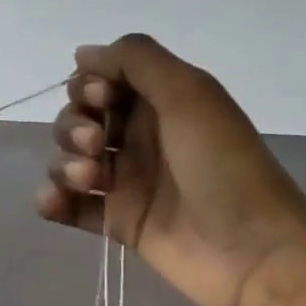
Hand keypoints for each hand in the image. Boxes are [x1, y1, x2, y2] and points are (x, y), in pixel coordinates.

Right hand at [36, 34, 305, 305]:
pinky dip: (53, 200)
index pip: (102, 80)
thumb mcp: (189, 94)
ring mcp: (126, 181)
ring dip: (65, 163)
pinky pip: (69, 205)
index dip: (89, 85)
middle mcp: (140, 137)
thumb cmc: (223, 166)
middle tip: (97, 145)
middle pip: (79, 118)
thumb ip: (136, 60)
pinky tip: (54, 204)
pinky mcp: (116, 222)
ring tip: (90, 180)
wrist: (252, 252)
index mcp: (160, 102)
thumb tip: (82, 53)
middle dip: (74, 126)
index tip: (102, 100)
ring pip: (70, 159)